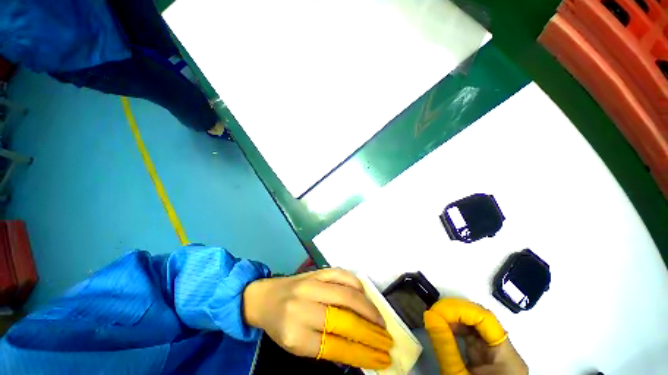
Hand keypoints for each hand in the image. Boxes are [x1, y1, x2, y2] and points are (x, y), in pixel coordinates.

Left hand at [242, 268, 393, 368]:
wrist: (265, 297)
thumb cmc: (281, 325)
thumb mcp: (297, 346)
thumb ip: (326, 347)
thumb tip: (359, 351)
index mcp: (296, 334)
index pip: (337, 347)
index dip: (364, 355)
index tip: (382, 359)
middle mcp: (304, 308)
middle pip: (345, 321)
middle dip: (371, 333)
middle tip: (387, 340)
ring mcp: (311, 285)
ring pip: (347, 295)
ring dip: (369, 309)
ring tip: (381, 320)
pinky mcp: (316, 271)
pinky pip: (342, 274)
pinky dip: (357, 285)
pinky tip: (365, 295)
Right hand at [424, 298, 526, 374]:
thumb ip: (445, 346)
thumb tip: (429, 316)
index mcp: (506, 357)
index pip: (486, 319)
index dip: (462, 309)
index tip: (438, 308)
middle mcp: (505, 351)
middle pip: (482, 321)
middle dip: (456, 313)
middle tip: (434, 313)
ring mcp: (497, 354)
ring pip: (476, 327)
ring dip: (455, 320)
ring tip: (436, 320)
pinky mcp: (487, 358)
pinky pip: (472, 338)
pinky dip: (457, 331)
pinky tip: (445, 330)